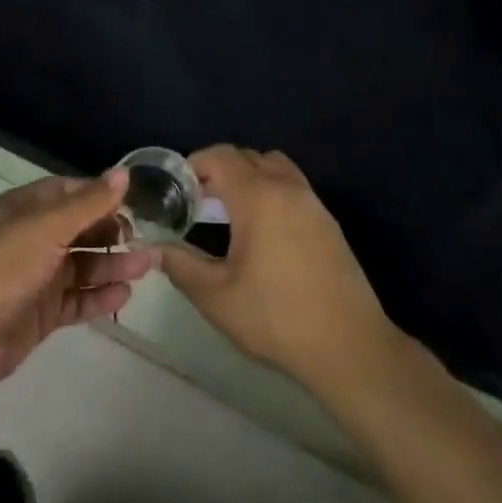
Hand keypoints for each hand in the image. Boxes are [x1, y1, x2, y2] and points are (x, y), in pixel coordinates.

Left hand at [0, 171, 157, 392]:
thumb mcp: (47, 227)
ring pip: (83, 264)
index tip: (135, 203)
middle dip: (113, 233)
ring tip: (148, 267)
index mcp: (28, 209)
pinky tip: (125, 295)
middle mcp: (34, 238)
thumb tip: (124, 174)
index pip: (71, 193)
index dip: (101, 195)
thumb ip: (89, 203)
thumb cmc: (4, 266)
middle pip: (80, 229)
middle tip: (146, 239)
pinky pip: (77, 299)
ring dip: (114, 265)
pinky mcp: (42, 312)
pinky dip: (99, 296)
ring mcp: (38, 276)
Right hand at [161, 146, 395, 392]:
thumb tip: (152, 249)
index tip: (178, 188)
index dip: (195, 164)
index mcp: (259, 196)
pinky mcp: (328, 221)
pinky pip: (292, 186)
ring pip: (274, 167)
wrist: (349, 346)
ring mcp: (312, 202)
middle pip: (247, 157)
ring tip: (230, 214)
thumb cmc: (277, 318)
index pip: (221, 156)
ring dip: (249, 177)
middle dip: (220, 171)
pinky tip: (262, 233)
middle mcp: (287, 187)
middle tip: (199, 203)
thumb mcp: (217, 297)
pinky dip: (271, 192)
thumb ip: (181, 266)